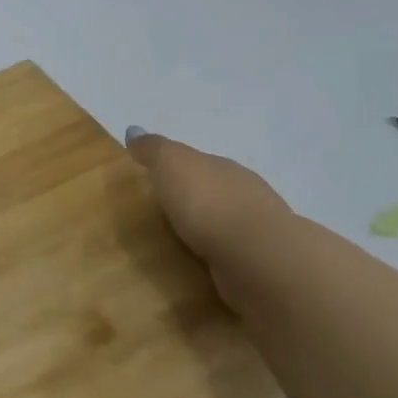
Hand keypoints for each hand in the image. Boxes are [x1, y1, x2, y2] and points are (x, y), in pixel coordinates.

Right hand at [125, 128, 293, 309]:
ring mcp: (258, 231)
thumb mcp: (171, 164)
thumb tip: (134, 131)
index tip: (158, 182)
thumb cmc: (208, 202)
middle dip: (196, 200)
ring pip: (227, 224)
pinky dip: (220, 256)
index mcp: (224, 167)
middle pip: (216, 192)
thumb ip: (153, 149)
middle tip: (166, 214)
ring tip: (181, 244)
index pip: (200, 163)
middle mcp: (246, 194)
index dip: (178, 170)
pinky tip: (205, 266)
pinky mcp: (262, 266)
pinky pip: (234, 255)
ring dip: (210, 231)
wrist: (258, 257)